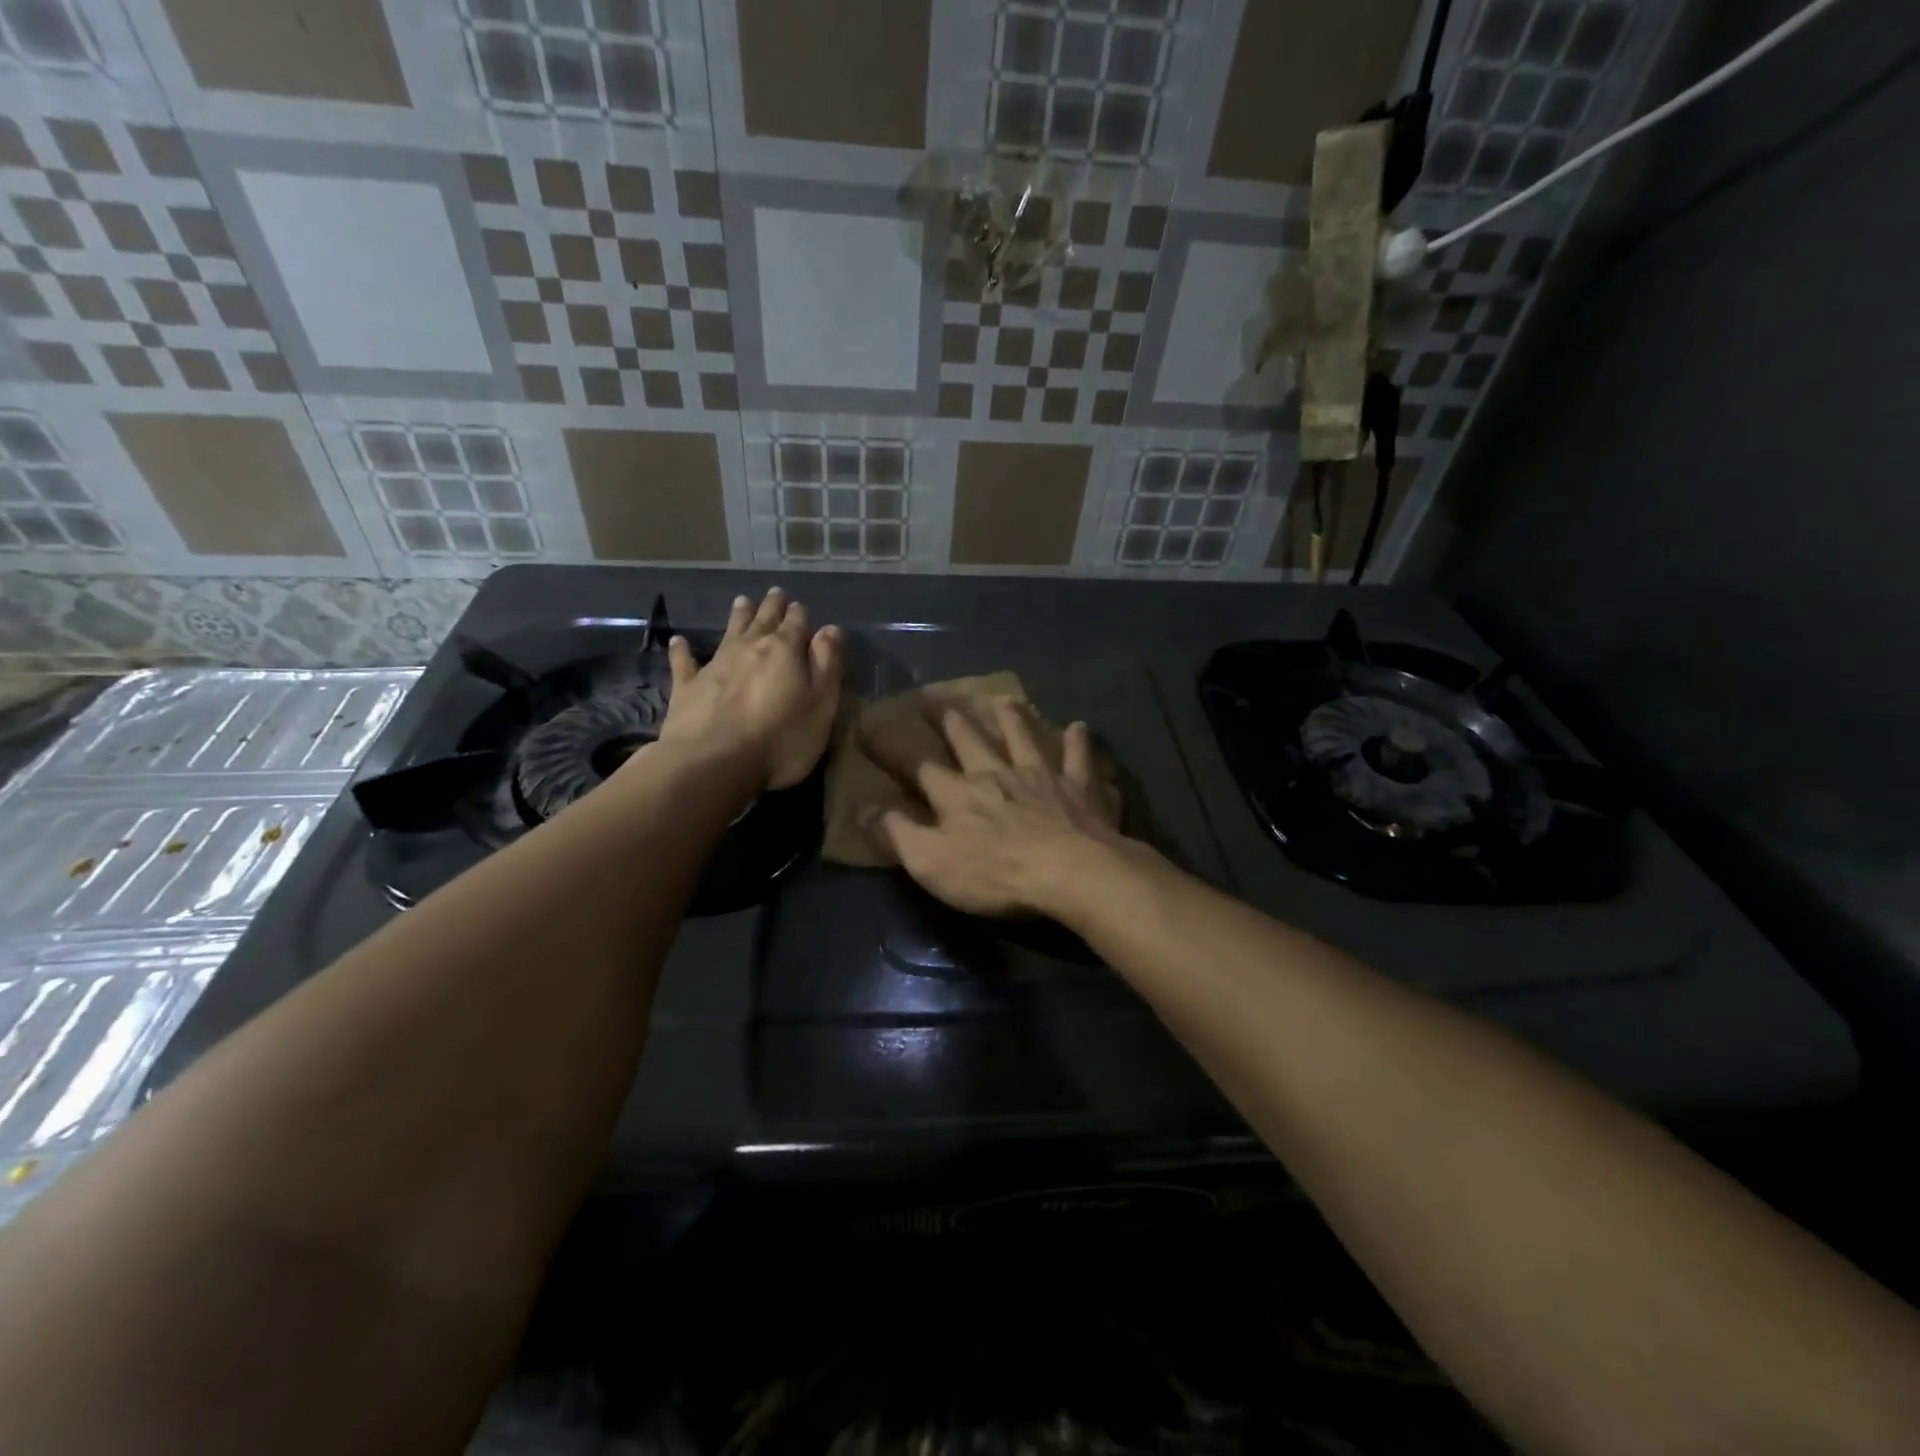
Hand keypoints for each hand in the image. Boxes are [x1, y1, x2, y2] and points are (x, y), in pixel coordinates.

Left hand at [656, 588, 842, 791]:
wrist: (714, 763)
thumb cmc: (781, 740)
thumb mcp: (821, 706)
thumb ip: (827, 666)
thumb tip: (830, 629)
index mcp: (785, 651)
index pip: (797, 624)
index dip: (800, 615)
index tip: (801, 606)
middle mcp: (749, 648)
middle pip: (763, 620)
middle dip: (772, 607)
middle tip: (775, 593)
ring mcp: (715, 665)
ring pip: (729, 631)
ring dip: (738, 616)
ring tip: (742, 601)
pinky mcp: (687, 687)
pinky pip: (684, 662)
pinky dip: (682, 650)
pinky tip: (678, 640)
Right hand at [875, 699, 1134, 918]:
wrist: (1070, 872)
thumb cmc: (995, 874)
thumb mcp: (931, 863)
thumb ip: (896, 834)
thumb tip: (862, 809)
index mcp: (958, 793)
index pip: (917, 765)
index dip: (892, 747)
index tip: (871, 725)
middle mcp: (996, 773)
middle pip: (970, 740)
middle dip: (952, 721)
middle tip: (941, 702)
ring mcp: (1041, 775)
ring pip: (1023, 737)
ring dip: (1011, 718)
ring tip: (1004, 699)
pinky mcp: (1079, 787)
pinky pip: (1078, 757)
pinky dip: (1078, 742)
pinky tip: (1080, 727)